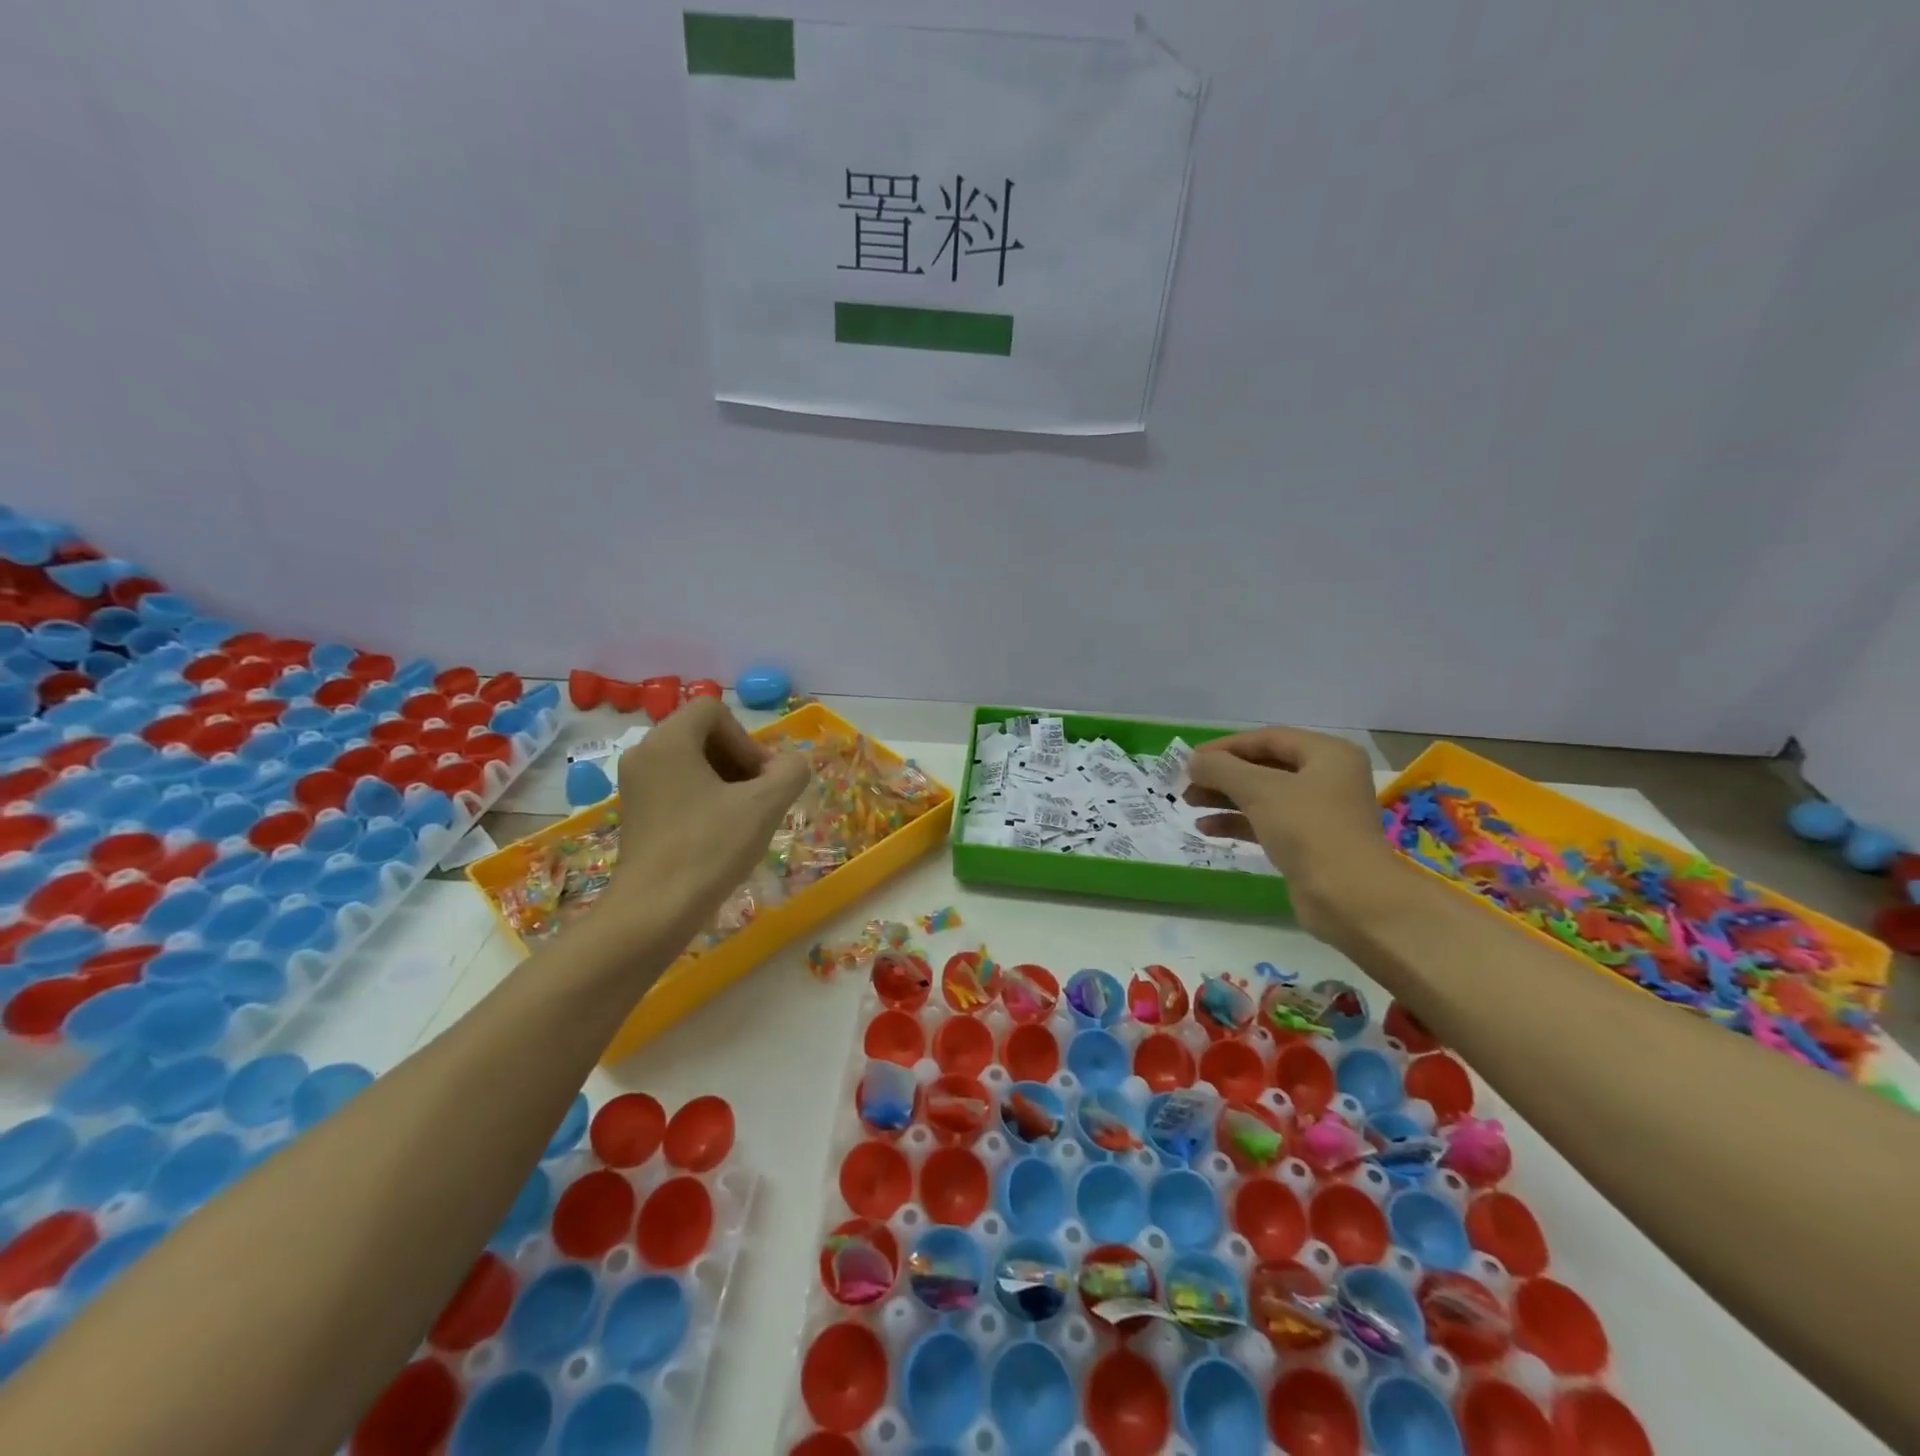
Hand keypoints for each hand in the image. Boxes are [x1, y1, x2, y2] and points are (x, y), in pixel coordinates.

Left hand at [606, 697, 811, 938]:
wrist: (654, 910)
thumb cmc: (709, 848)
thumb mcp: (765, 805)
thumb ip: (791, 771)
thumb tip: (790, 766)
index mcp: (668, 740)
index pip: (715, 711)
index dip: (747, 739)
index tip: (760, 780)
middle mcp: (644, 753)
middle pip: (703, 735)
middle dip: (739, 760)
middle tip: (759, 798)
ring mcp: (635, 785)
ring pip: (692, 763)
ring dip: (726, 782)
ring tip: (744, 819)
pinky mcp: (636, 813)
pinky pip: (677, 787)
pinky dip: (704, 799)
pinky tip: (720, 834)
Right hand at [1184, 726, 1402, 937]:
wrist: (1349, 897)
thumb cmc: (1308, 829)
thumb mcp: (1260, 790)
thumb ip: (1221, 769)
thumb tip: (1193, 760)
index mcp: (1327, 754)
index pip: (1268, 738)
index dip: (1226, 746)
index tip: (1190, 759)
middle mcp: (1327, 778)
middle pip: (1264, 767)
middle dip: (1223, 775)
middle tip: (1187, 784)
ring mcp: (1319, 813)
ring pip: (1263, 796)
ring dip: (1225, 798)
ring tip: (1189, 804)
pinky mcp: (1309, 844)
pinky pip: (1267, 823)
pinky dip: (1238, 822)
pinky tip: (1207, 828)